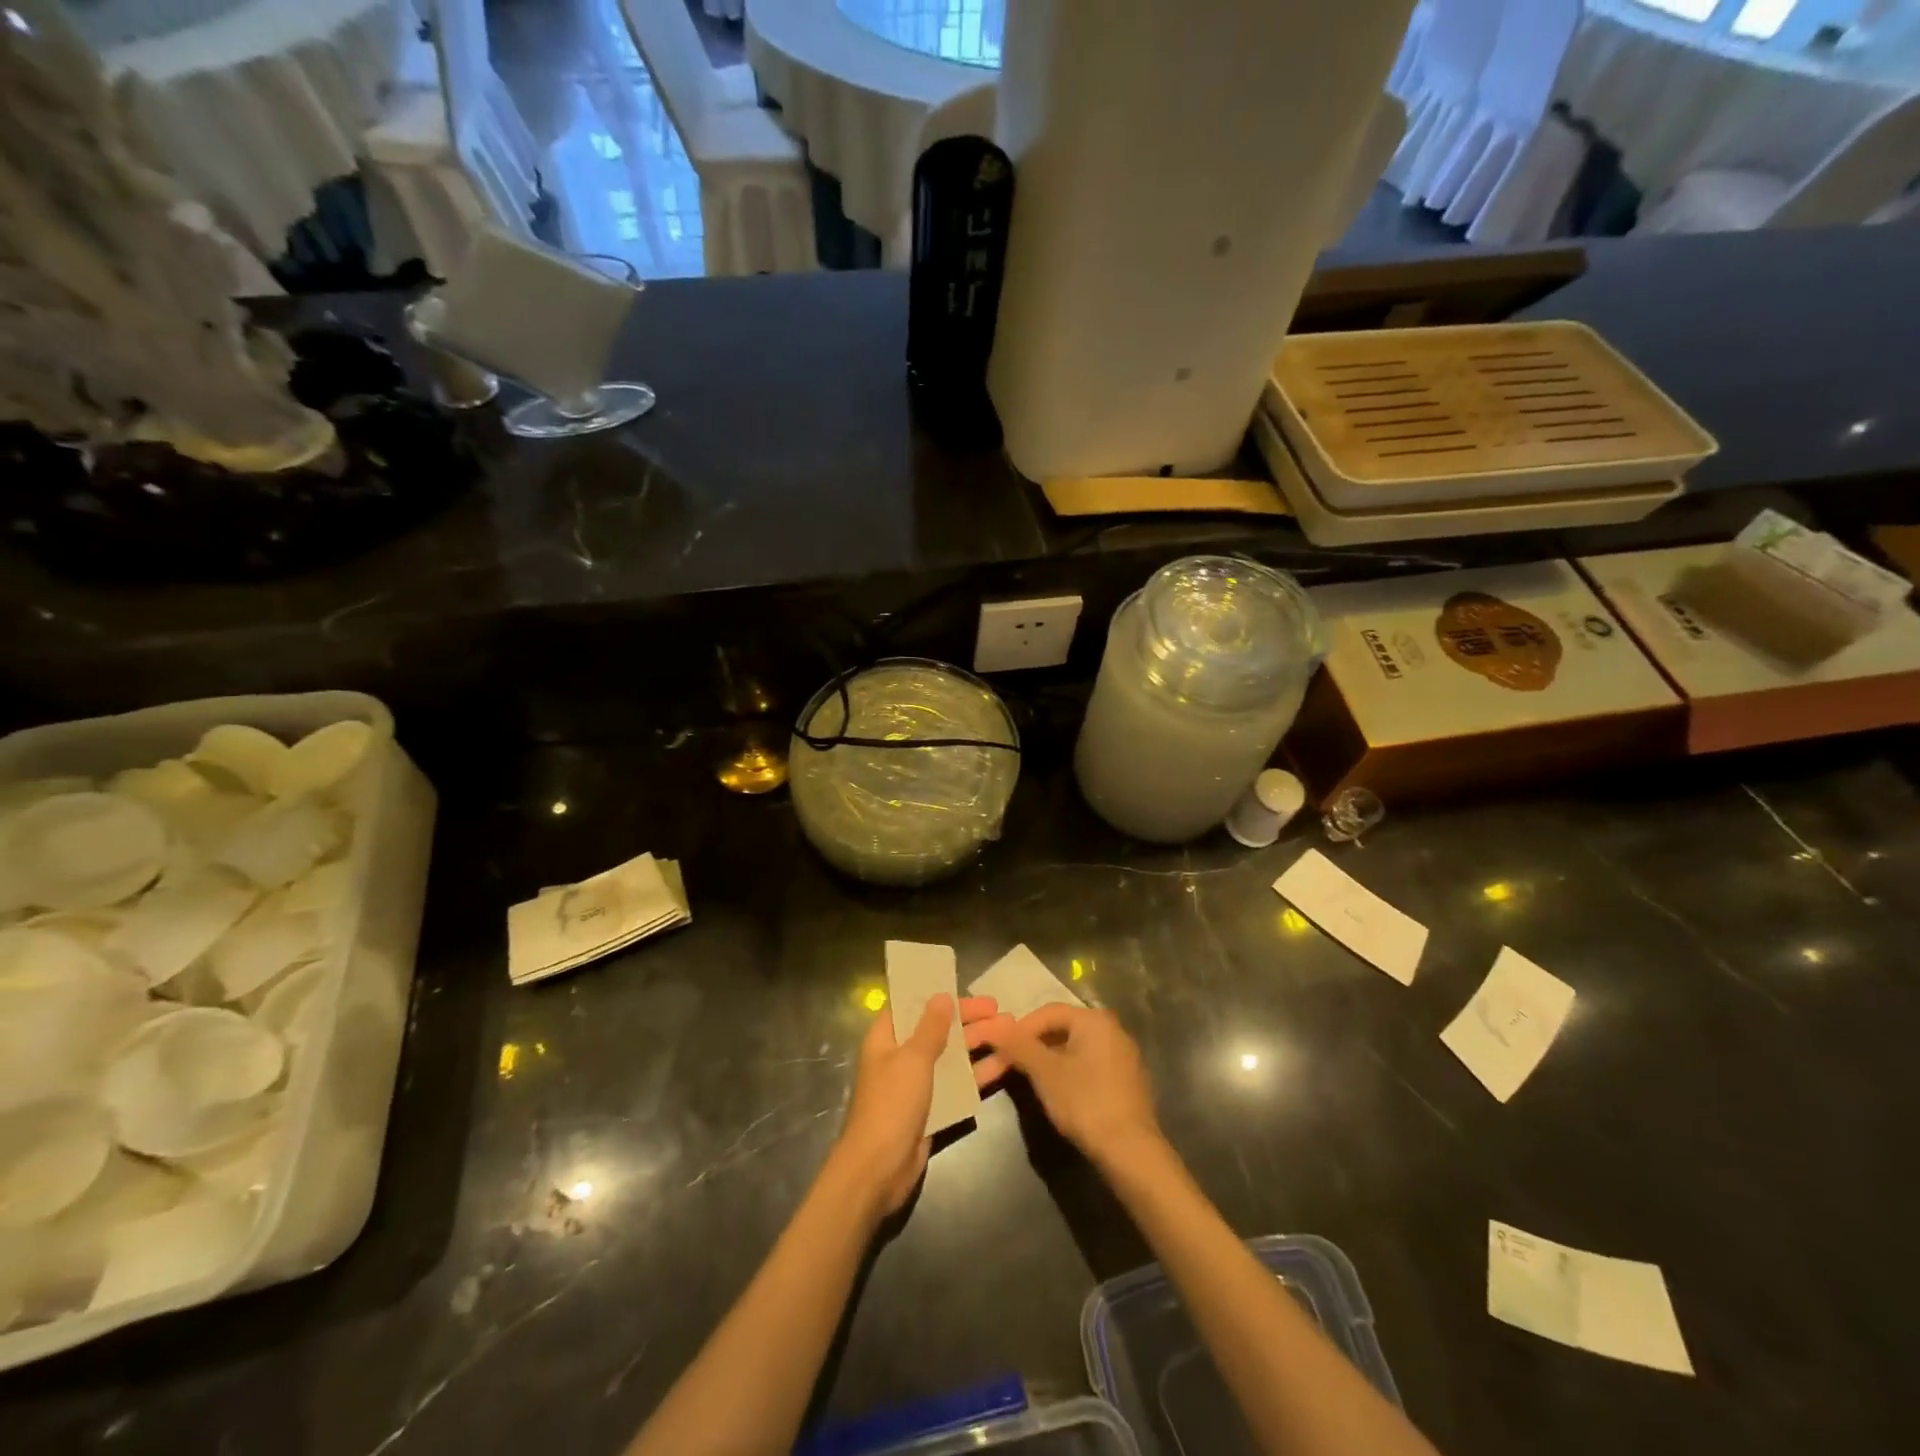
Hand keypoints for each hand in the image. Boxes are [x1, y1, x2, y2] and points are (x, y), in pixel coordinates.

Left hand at [831, 994, 1011, 1217]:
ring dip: (979, 1043)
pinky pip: (958, 1083)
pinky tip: (1005, 1062)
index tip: (964, 987)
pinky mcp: (933, 1108)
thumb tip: (942, 996)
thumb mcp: (913, 1059)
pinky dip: (979, 1073)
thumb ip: (931, 1027)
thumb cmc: (891, 1104)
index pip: (911, 1005)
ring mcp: (918, 1083)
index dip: (936, 995)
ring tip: (1012, 1030)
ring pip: (952, 1055)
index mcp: (886, 1038)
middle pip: (937, 1029)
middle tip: (1000, 1009)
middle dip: (968, 1019)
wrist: (878, 1170)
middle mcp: (901, 1056)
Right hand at [974, 1004, 1159, 1164]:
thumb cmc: (1084, 1102)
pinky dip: (1071, 1070)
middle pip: (1063, 1027)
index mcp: (1094, 1019)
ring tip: (1033, 1079)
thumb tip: (993, 1025)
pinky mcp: (1128, 1079)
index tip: (1002, 1049)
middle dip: (1036, 1043)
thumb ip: (1018, 1045)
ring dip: (1052, 1058)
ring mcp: (1124, 1054)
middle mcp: (1113, 1028)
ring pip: (1077, 1046)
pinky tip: (1061, 1092)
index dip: (1020, 1029)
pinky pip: (1091, 1063)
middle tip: (1013, 1064)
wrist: (1131, 1151)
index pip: (1047, 1011)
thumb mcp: (1044, 1072)